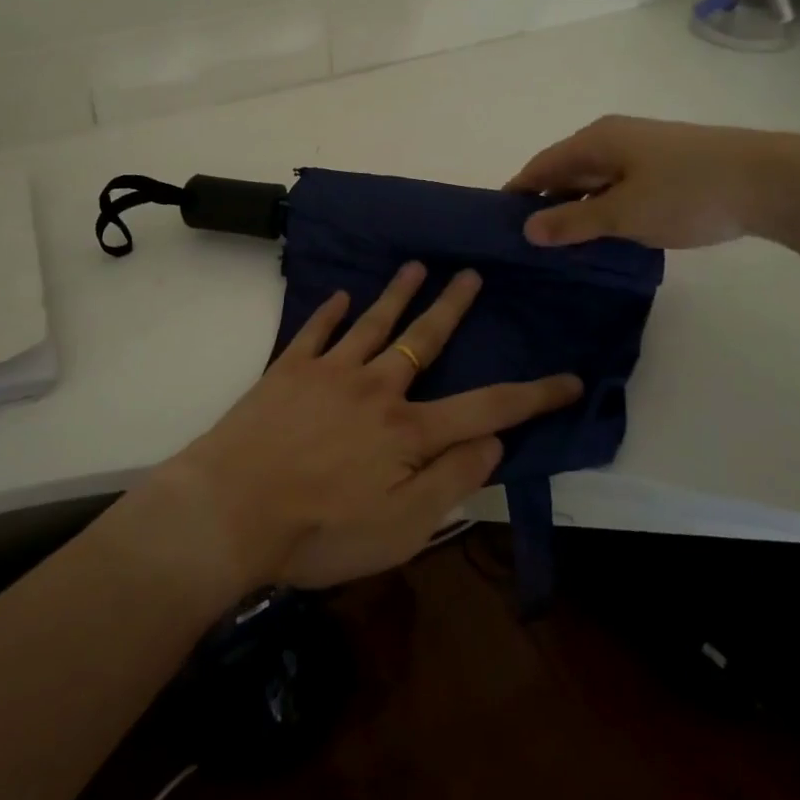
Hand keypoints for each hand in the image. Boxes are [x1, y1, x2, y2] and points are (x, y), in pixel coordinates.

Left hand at [154, 262, 580, 591]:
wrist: (230, 509)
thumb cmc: (319, 532)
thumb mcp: (402, 529)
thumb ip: (451, 482)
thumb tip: (493, 442)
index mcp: (409, 431)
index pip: (487, 407)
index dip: (533, 395)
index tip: (568, 378)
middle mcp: (375, 388)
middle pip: (424, 340)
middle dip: (452, 307)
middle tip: (471, 275)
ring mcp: (329, 372)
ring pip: (373, 323)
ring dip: (397, 294)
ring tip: (416, 267)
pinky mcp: (287, 370)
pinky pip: (315, 331)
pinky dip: (330, 312)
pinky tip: (341, 297)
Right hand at [506, 115, 799, 248]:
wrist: (772, 180)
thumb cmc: (687, 192)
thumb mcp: (623, 213)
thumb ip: (573, 222)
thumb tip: (526, 228)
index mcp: (596, 141)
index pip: (541, 166)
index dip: (519, 192)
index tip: (499, 223)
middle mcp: (614, 137)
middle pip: (566, 171)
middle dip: (547, 203)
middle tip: (530, 242)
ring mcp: (643, 150)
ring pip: (595, 180)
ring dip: (578, 209)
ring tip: (564, 246)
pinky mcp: (667, 165)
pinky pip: (620, 186)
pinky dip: (606, 208)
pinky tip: (607, 234)